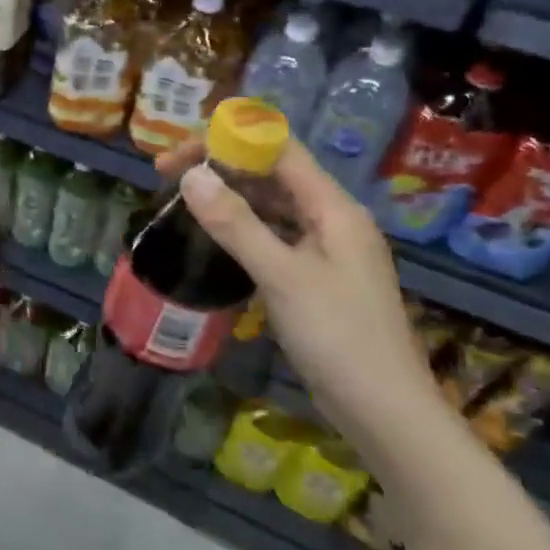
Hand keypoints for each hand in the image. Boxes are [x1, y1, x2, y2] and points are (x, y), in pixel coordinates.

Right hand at [155, 137, 443, 445]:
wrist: (382, 409)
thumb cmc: (337, 336)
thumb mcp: (281, 275)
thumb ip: (236, 224)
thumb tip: (192, 176)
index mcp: (334, 208)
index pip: (279, 150)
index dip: (228, 141)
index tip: (178, 154)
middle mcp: (333, 220)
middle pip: (274, 174)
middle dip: (221, 168)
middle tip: (166, 177)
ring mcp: (326, 250)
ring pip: (273, 206)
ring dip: (230, 197)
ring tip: (183, 200)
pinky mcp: (316, 277)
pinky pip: (275, 236)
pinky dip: (243, 229)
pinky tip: (215, 238)